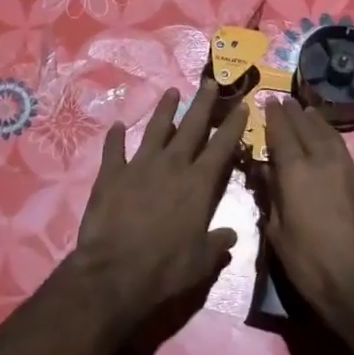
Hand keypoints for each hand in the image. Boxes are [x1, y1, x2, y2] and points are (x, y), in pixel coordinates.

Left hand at [70, 82, 248, 329]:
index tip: (242, 105)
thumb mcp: (201, 262)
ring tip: (171, 92)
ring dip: (164, 110)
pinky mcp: (111, 174)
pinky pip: (114, 149)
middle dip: (203, 103)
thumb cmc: (165, 269)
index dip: (233, 125)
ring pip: (155, 129)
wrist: (114, 273)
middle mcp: (172, 166)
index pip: (222, 147)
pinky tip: (116, 126)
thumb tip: (232, 235)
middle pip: (191, 126)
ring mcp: (139, 166)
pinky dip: (114, 137)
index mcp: (198, 184)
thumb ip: (218, 244)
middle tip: (210, 82)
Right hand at [263, 100, 353, 332]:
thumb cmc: (308, 263)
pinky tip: (330, 146)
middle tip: (286, 100)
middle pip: (307, 127)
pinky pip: (345, 154)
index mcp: (296, 172)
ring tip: (309, 113)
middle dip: (295, 112)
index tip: (268, 100)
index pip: (282, 133)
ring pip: (331, 136)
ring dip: (317, 122)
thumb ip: (270, 195)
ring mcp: (349, 171)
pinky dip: (333, 142)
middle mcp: (324, 162)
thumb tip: (264, 170)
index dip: (274, 116)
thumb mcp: (276, 232)